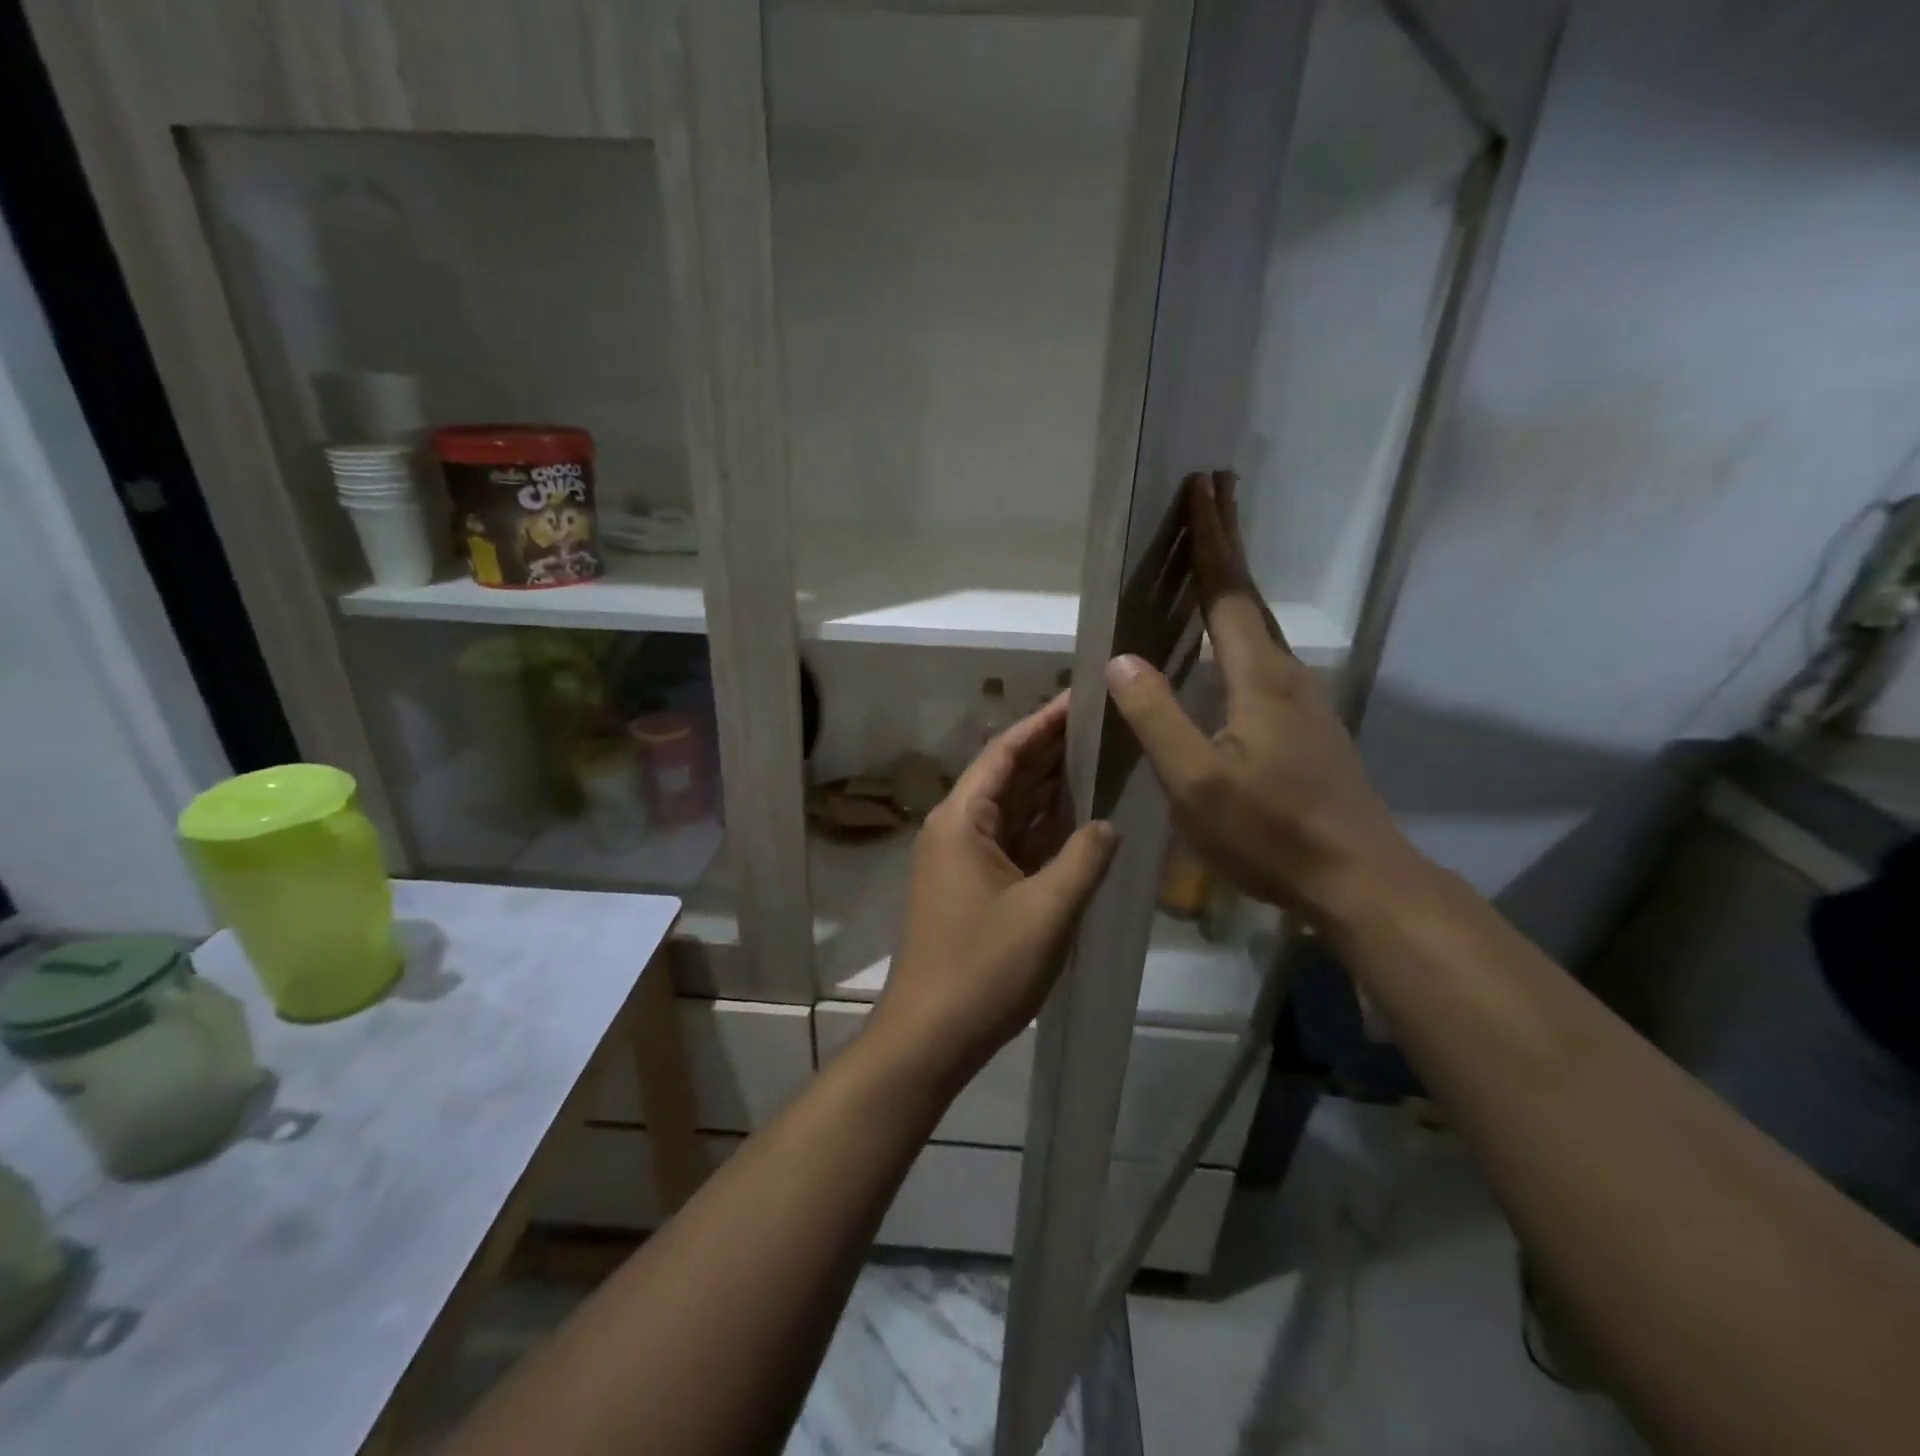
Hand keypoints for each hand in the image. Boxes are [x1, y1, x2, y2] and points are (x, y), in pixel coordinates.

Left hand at [872, 694, 1118, 1084]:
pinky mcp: (973, 887)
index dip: (1043, 722)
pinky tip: (1079, 819)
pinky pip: (1013, 844)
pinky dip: (1043, 830)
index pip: (1005, 753)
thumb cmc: (983, 969)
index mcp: (962, 820)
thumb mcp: (1047, 911)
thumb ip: (1084, 859)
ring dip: (1050, 789)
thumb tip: (1108, 822)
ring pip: (1012, 811)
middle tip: (1102, 723)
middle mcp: (957, 830)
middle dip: (1052, 750)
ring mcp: (962, 860)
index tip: (1080, 696)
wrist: (930, 1037)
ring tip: (1099, 758)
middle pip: (1008, 776)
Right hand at [1104, 472, 1423, 927]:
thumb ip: (1158, 717)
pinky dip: (1241, 625)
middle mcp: (1286, 675)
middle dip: (1229, 541)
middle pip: (1249, 596)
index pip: (1227, 593)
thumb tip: (1121, 659)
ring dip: (1235, 582)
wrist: (1357, 879)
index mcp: (1260, 678)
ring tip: (1213, 555)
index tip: (1202, 486)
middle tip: (1215, 491)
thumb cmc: (1270, 832)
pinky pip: (1263, 656)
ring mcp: (1302, 701)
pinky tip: (1229, 644)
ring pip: (1259, 626)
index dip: (1212, 540)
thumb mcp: (1196, 782)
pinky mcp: (1305, 726)